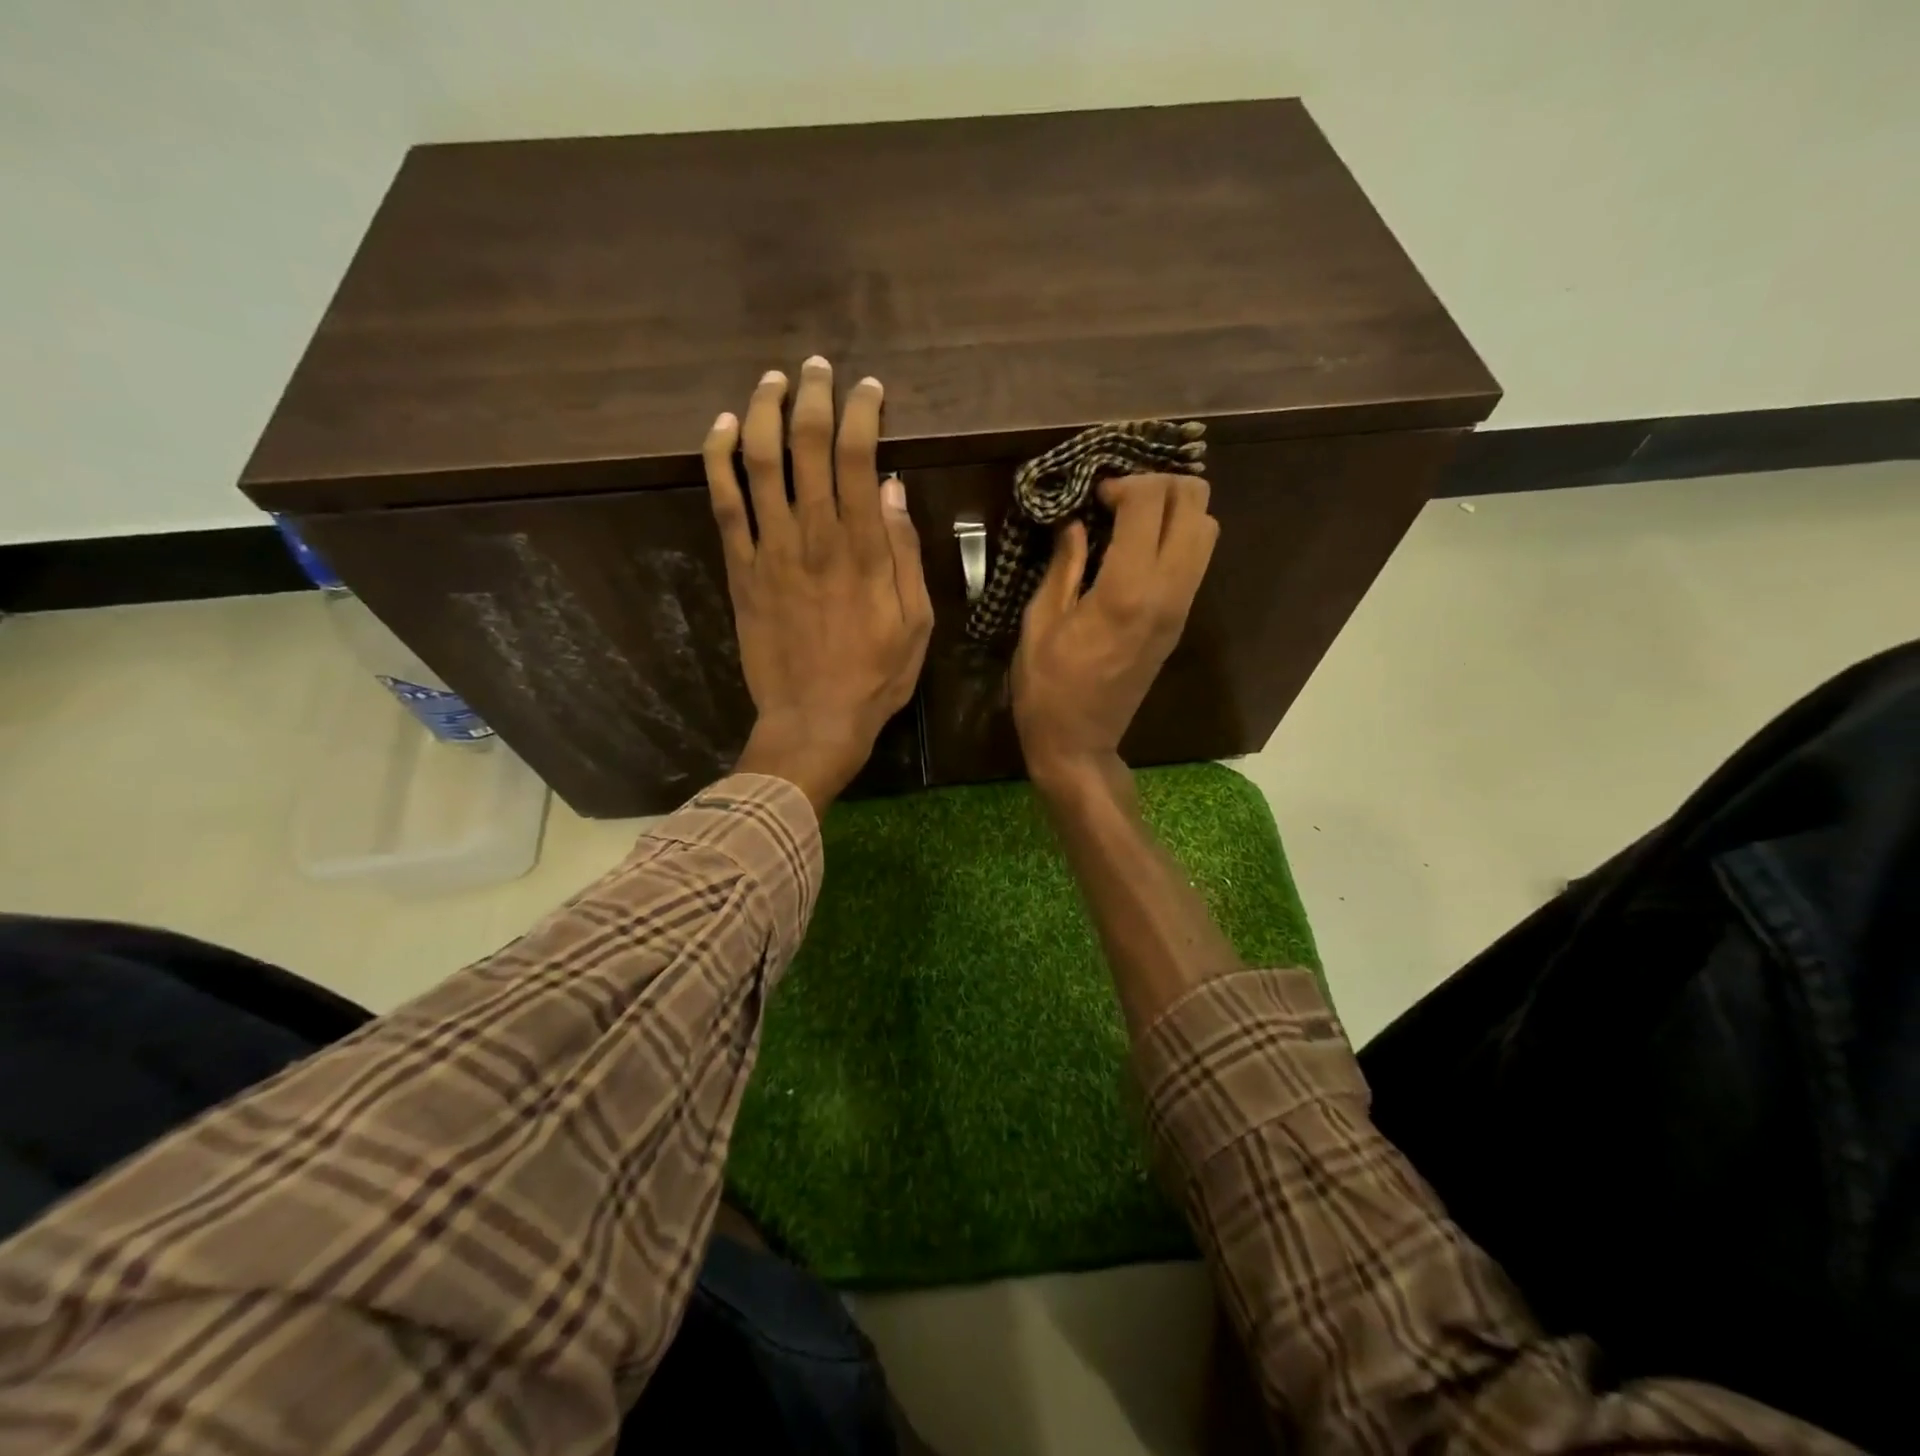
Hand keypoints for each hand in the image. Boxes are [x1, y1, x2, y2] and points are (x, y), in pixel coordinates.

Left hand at [703, 357, 932, 814]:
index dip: (861, 412)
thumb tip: (894, 490)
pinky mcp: (740, 569)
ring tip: (772, 381)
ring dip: (764, 411)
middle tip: (818, 368)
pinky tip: (723, 428)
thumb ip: (904, 554)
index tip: (868, 390)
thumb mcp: (916, 622)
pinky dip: (719, 458)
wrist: (813, 720)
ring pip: (760, 461)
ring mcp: (771, 550)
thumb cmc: (874, 676)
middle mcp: (815, 535)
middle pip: (807, 445)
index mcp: (864, 548)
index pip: (859, 456)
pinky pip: (723, 501)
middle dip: (813, 396)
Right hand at [1011, 473, 1217, 793]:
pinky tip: (1136, 548)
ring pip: (1207, 530)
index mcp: (1126, 590)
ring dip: (1174, 510)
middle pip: (1197, 505)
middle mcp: (1167, 593)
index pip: (1151, 503)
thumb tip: (1076, 523)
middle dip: (1160, 486)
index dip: (1124, 483)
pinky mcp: (1180, 622)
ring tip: (1131, 519)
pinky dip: (1176, 537)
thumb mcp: (1040, 622)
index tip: (1094, 495)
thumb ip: (1064, 565)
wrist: (1079, 744)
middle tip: (1119, 498)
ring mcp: (1180, 608)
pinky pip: (1196, 560)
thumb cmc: (1047, 688)